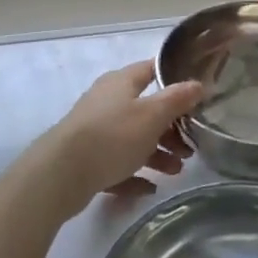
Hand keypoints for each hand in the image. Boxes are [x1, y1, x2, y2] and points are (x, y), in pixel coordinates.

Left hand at [35, 62, 205, 216]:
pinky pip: (117, 164)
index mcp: (121, 83)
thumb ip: (176, 99)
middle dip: (170, 128)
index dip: (174, 77)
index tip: (197, 93)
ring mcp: (95, 131)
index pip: (151, 69)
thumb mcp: (152, 115)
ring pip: (133, 139)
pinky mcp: (87, 159)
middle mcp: (107, 102)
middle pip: (145, 109)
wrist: (61, 174)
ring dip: (157, 153)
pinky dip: (134, 174)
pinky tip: (149, 188)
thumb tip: (197, 84)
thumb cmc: (112, 136)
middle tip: (189, 147)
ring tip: (175, 172)